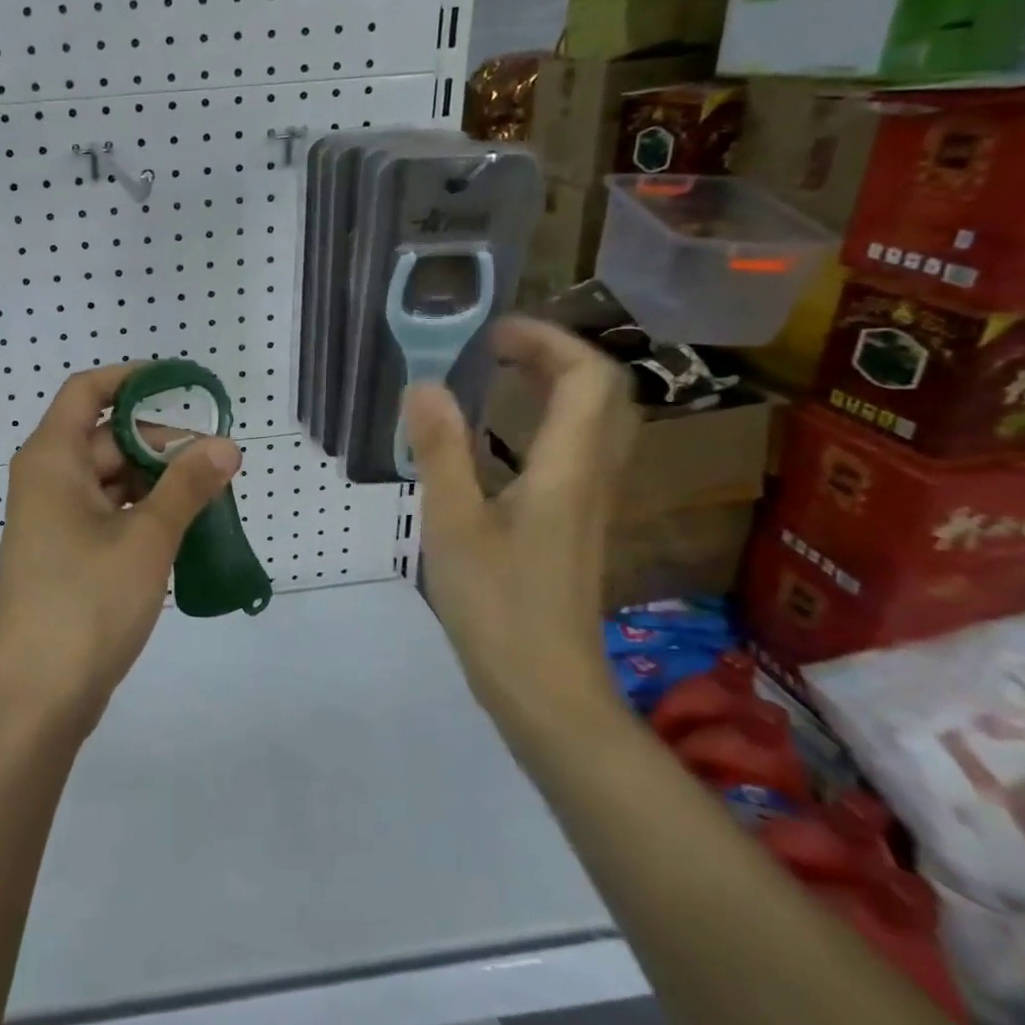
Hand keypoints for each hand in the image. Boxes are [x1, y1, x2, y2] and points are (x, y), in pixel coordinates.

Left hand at [0, 363, 241, 727]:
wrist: (37, 696)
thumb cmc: (87, 602)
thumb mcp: (147, 538)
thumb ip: (188, 486)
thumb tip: (226, 444)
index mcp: (52, 459)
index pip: (87, 391)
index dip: (132, 379)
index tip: (182, 384)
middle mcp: (46, 480)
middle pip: (106, 438)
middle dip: (160, 444)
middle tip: (217, 462)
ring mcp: (53, 520)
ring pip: (111, 480)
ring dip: (157, 483)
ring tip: (210, 497)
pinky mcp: (64, 555)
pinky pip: (107, 514)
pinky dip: (142, 514)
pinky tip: (183, 530)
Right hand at [403, 318, 637, 731]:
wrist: (546, 691)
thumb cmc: (497, 607)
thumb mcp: (454, 525)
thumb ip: (440, 451)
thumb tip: (422, 384)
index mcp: (568, 469)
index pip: (588, 378)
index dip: (549, 340)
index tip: (492, 332)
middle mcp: (592, 477)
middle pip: (603, 394)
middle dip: (555, 355)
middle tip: (495, 347)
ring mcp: (589, 505)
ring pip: (594, 424)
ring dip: (555, 387)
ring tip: (498, 377)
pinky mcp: (576, 527)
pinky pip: (576, 452)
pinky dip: (545, 423)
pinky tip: (500, 440)